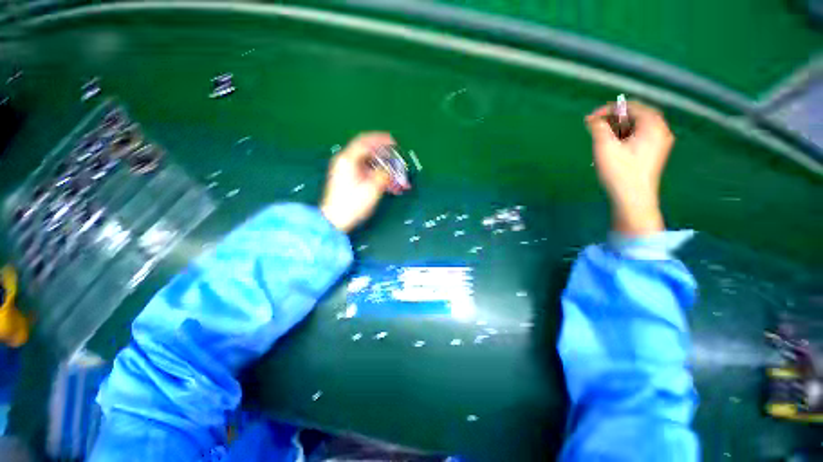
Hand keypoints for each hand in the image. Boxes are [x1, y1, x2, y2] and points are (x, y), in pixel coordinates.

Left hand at [320, 132, 394, 231]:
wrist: (335, 220)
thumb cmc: (351, 205)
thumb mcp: (372, 189)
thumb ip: (383, 175)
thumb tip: (389, 169)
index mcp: (348, 160)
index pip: (365, 142)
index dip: (381, 140)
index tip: (393, 142)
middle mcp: (345, 162)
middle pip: (368, 152)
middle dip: (384, 156)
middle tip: (396, 160)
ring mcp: (346, 171)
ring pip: (369, 163)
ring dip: (383, 169)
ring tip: (395, 177)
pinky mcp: (349, 180)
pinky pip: (366, 172)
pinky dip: (377, 175)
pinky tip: (387, 184)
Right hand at [585, 101, 673, 236]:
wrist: (633, 199)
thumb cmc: (619, 172)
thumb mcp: (604, 147)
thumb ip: (598, 128)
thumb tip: (592, 118)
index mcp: (653, 125)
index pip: (631, 106)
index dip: (609, 110)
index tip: (590, 119)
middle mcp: (661, 130)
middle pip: (636, 116)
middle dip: (613, 120)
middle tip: (595, 128)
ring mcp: (660, 143)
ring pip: (637, 127)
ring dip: (617, 129)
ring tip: (601, 139)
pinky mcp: (655, 154)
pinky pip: (639, 138)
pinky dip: (624, 138)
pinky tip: (612, 148)